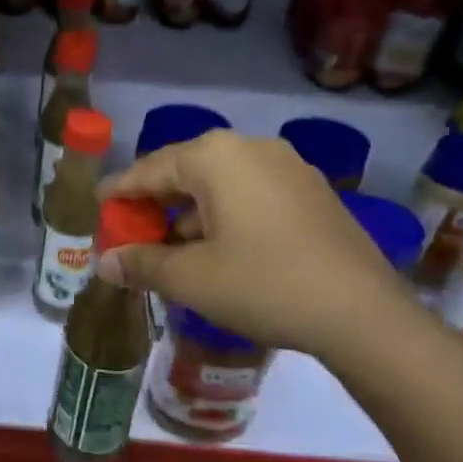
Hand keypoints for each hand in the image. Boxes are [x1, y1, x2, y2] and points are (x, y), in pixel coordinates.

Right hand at [96, 131, 417, 361]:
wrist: (363, 314)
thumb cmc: (262, 284)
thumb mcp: (191, 278)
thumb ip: (141, 264)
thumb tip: (103, 264)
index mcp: (215, 156)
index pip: (150, 168)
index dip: (121, 190)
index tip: (99, 205)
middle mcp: (251, 147)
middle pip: (186, 171)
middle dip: (157, 203)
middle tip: (135, 231)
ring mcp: (289, 167)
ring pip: (222, 183)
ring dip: (193, 212)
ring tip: (176, 248)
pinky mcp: (314, 191)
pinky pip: (253, 193)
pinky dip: (228, 214)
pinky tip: (223, 249)